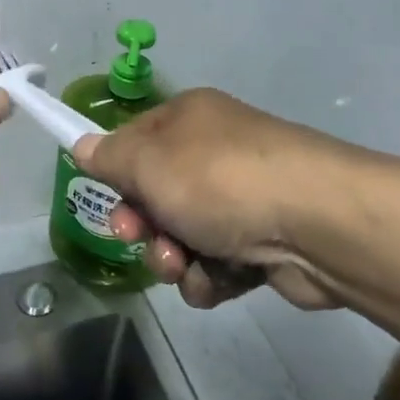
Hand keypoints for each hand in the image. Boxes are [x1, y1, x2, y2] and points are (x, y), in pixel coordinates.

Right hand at [70, 89, 347, 311]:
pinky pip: (219, 262)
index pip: (136, 141)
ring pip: (185, 235)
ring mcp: (243, 197)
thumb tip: (83, 146)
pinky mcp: (266, 241)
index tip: (110, 203)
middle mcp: (216, 151)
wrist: (316, 222)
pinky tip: (220, 280)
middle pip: (159, 194)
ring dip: (175, 258)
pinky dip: (212, 276)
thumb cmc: (219, 180)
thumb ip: (109, 157)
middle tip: (140, 239)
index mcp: (189, 119)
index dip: (118, 175)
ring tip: (187, 266)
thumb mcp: (148, 162)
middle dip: (144, 226)